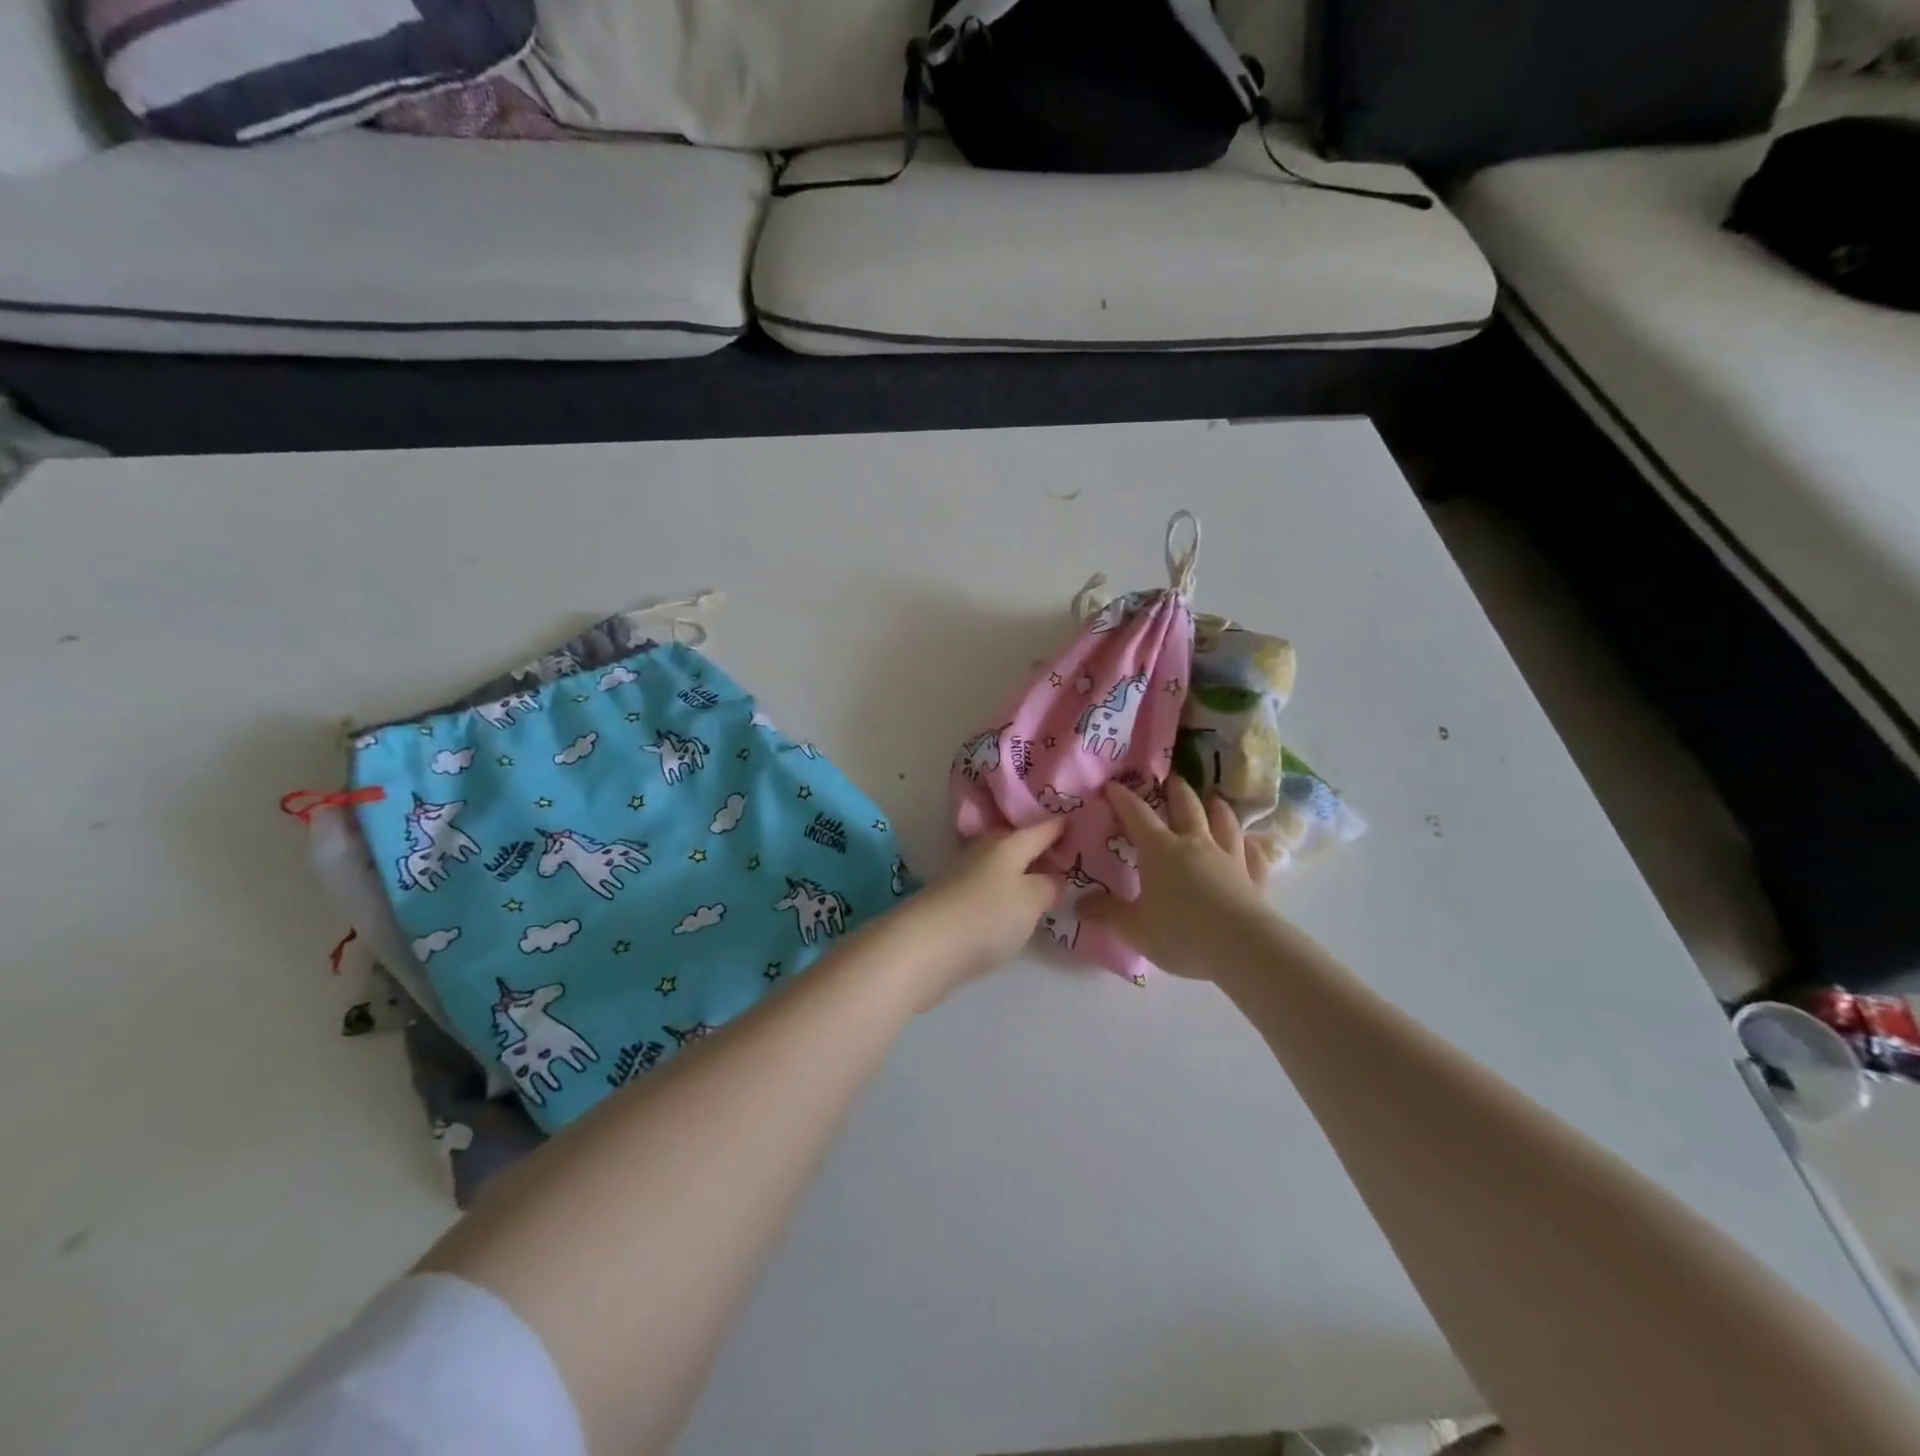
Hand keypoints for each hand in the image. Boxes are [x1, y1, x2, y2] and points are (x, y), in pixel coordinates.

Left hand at [904, 820, 1064, 1004]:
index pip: (1045, 827)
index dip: (1067, 825)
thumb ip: (1050, 885)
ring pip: (1005, 865)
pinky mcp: (956, 899)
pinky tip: (1018, 905)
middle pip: (1021, 842)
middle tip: (1074, 859)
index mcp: (1009, 841)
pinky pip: (992, 886)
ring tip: (1050, 884)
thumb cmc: (987, 916)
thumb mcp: (1032, 900)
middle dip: (1044, 848)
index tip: (1088, 824)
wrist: (925, 947)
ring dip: (1025, 871)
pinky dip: (1008, 890)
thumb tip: (1054, 878)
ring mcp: (967, 874)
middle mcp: (986, 850)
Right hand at [1079, 777, 1275, 979]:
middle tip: (1172, 777)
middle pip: (1187, 807)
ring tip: (1214, 798)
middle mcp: (1195, 844)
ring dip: (1217, 808)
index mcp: (1160, 849)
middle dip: (1176, 790)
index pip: (1137, 815)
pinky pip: (1254, 856)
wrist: (1242, 948)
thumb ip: (1106, 913)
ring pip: (1224, 823)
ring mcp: (1229, 858)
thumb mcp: (1133, 928)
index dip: (1123, 798)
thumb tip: (1080, 904)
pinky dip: (1251, 847)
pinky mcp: (1254, 879)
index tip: (1112, 785)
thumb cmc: (1180, 933)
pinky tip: (1252, 844)